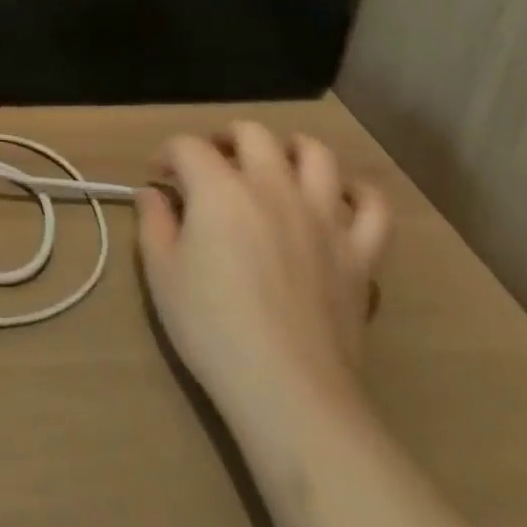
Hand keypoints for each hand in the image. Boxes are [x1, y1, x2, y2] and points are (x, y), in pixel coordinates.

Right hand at [137, 123, 390, 440]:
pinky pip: (374, 207)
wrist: (290, 392)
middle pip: (252, 133)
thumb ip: (154, 223)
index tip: (157, 178)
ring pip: (316, 154)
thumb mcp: (161, 274)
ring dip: (291, 149)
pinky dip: (359, 194)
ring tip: (275, 166)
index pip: (188, 147)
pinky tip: (340, 198)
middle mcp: (273, 187)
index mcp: (220, 188)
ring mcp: (323, 216)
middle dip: (225, 139)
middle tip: (212, 165)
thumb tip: (153, 194)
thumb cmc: (214, 330)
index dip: (166, 155)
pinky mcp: (359, 253)